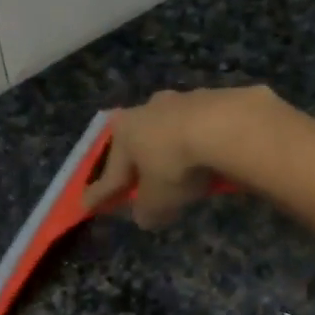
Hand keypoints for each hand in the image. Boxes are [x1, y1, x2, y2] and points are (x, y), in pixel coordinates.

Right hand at [84, 86, 271, 227]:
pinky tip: (210, 156)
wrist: (227, 126)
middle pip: (139, 143)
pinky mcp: (215, 98)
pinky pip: (201, 128)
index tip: (87, 205)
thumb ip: (147, 210)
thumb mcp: (158, 200)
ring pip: (171, 130)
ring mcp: (182, 100)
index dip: (100, 193)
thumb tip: (145, 216)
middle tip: (138, 182)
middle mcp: (147, 109)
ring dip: (172, 148)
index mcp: (124, 131)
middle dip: (138, 163)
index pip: (110, 172)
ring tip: (181, 170)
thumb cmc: (176, 164)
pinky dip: (201, 142)